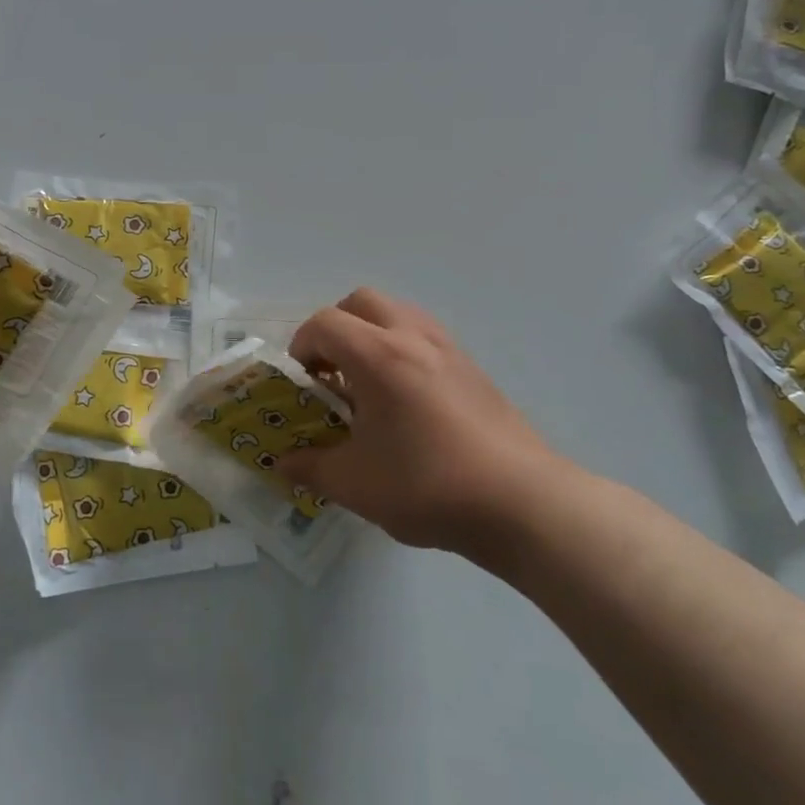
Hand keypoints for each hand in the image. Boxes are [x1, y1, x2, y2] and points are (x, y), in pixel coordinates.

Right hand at [280, 289, 570, 565]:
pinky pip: (425, 336)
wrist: (522, 503)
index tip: (303, 382)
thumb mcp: (355, 484)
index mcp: (378, 356)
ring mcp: (449, 349)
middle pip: (361, 302)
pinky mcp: (473, 368)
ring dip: (372, 334)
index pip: (324, 323)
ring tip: (369, 383)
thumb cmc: (428, 486)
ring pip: (398, 313)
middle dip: (336, 328)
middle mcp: (412, 337)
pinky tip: (407, 400)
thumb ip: (310, 467)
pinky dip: (403, 349)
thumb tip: (283, 463)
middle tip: (332, 371)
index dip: (301, 346)